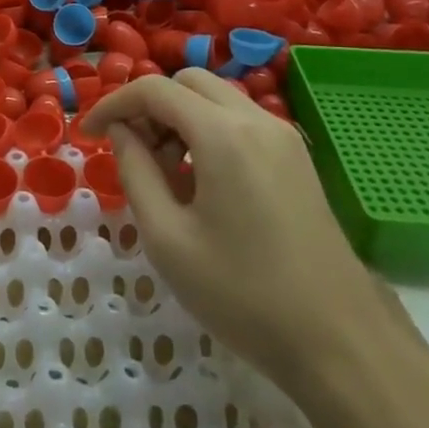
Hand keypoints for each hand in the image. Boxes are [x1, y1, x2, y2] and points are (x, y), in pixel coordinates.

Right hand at [85, 69, 383, 387]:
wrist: (340, 344)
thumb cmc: (243, 293)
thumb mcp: (166, 237)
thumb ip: (135, 171)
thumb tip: (123, 132)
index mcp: (223, 134)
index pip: (154, 90)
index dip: (113, 104)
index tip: (88, 134)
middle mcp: (257, 121)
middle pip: (188, 83)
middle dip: (149, 105)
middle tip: (130, 150)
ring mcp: (284, 138)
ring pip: (216, 99)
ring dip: (179, 117)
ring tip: (162, 171)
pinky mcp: (297, 161)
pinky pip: (240, 122)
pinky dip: (208, 131)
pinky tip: (200, 181)